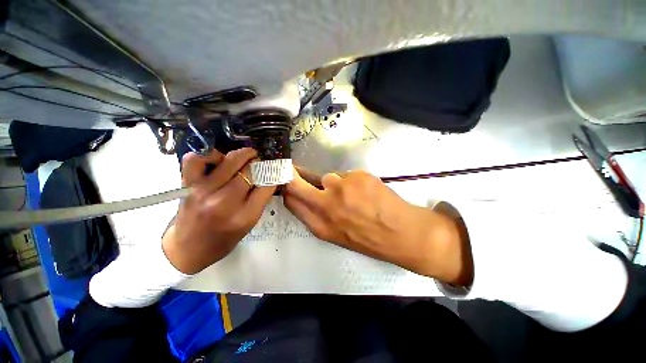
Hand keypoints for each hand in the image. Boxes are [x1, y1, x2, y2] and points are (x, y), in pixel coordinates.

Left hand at [162, 148, 275, 273]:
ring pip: (229, 161)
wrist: (188, 250)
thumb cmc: (223, 240)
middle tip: (262, 161)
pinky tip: (219, 158)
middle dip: (260, 163)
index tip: (274, 170)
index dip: (273, 174)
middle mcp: (224, 203)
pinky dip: (209, 154)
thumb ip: (260, 200)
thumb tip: (268, 178)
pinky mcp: (187, 185)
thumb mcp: (249, 225)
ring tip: (247, 156)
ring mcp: (203, 192)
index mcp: (244, 216)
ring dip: (243, 154)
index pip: (266, 186)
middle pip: (250, 172)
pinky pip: (196, 160)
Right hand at [283, 169, 472, 285]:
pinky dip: (354, 181)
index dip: (287, 189)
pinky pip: (348, 175)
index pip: (292, 201)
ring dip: (337, 184)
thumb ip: (318, 215)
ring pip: (329, 178)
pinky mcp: (357, 177)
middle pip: (297, 184)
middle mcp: (326, 206)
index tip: (287, 181)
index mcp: (320, 225)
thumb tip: (307, 195)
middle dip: (293, 176)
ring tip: (355, 195)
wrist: (402, 234)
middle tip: (294, 170)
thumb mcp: (336, 234)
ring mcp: (342, 189)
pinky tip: (367, 192)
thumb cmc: (368, 238)